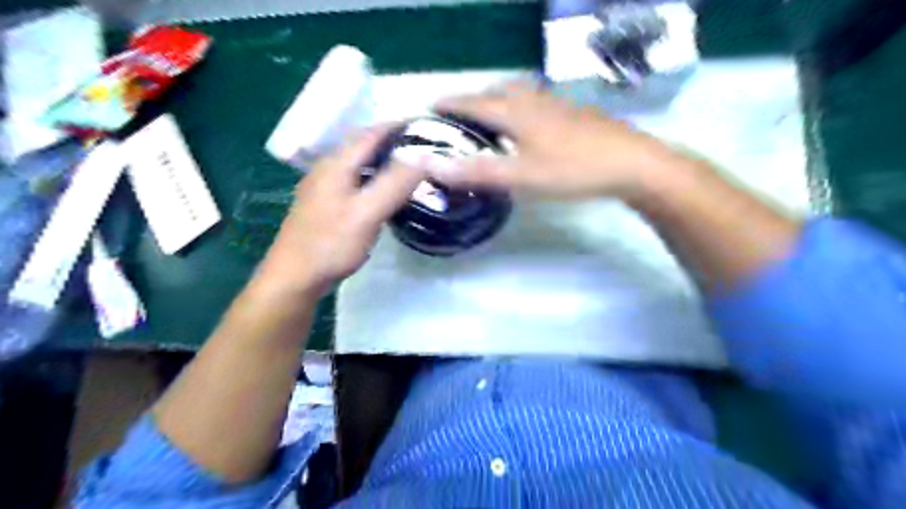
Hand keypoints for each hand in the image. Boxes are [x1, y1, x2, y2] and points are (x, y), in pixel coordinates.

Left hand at [254, 126, 425, 298]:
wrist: (294, 278)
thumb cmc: (331, 244)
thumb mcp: (367, 213)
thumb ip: (394, 183)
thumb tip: (424, 155)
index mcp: (336, 164)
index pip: (371, 133)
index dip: (398, 126)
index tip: (427, 126)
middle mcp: (327, 169)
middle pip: (363, 145)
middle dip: (393, 141)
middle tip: (424, 148)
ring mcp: (324, 187)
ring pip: (359, 163)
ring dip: (383, 159)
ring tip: (411, 167)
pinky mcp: (325, 204)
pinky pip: (355, 180)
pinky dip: (374, 177)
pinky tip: (386, 191)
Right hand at [429, 83, 683, 198]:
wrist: (631, 163)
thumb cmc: (572, 169)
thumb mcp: (520, 176)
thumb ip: (476, 171)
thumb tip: (429, 165)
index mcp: (516, 112)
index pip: (473, 102)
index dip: (450, 104)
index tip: (430, 107)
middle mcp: (534, 100)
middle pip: (497, 92)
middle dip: (474, 101)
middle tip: (459, 117)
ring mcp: (558, 104)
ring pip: (520, 95)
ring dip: (500, 101)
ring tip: (492, 119)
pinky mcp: (574, 113)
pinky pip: (537, 104)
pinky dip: (522, 109)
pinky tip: (530, 126)